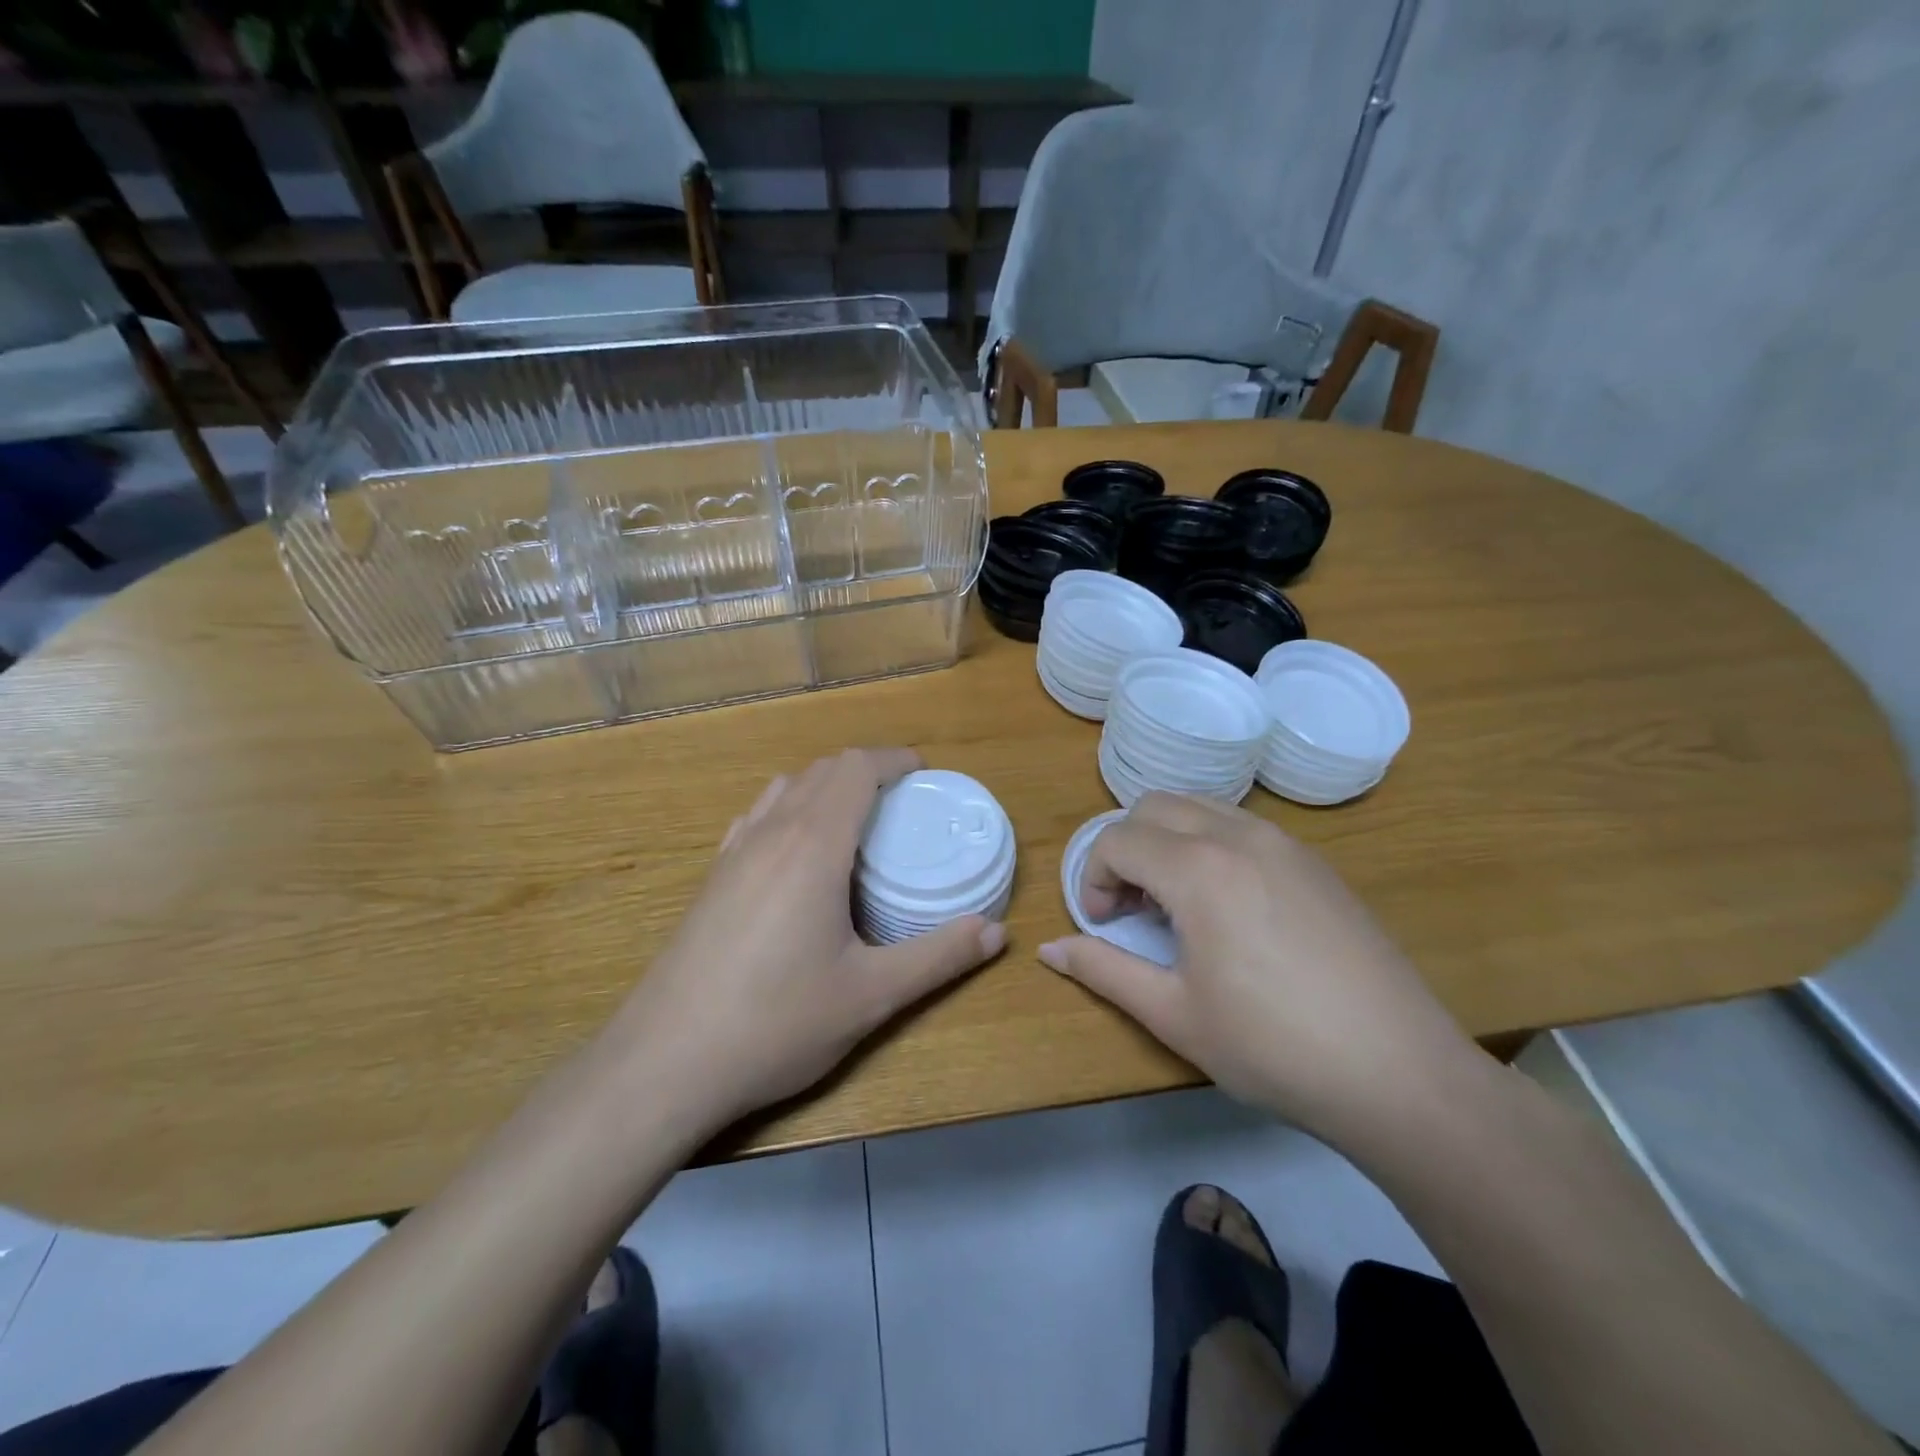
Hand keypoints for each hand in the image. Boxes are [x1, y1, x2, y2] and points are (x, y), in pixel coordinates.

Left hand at [617, 748, 1005, 1130]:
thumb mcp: (871, 996)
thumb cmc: (776, 1023)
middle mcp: (770, 833)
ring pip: (785, 789)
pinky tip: (797, 856)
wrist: (664, 1063)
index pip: (856, 768)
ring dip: (826, 788)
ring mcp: (733, 853)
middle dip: (866, 771)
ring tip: (856, 824)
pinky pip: (757, 818)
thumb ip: (938, 958)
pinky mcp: (711, 879)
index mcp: (813, 846)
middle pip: (822, 770)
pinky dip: (790, 812)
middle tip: (903, 803)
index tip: (925, 775)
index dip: (894, 760)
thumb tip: (997, 932)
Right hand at [1038, 793, 1484, 1148]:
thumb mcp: (1174, 1015)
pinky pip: (1242, 826)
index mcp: (1198, 869)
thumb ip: (1104, 970)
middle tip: (1131, 909)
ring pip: (1200, 807)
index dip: (1092, 878)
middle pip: (1154, 806)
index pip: (1117, 839)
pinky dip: (1210, 845)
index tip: (1100, 924)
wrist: (1400, 1073)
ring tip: (1176, 905)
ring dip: (1168, 841)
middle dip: (1125, 848)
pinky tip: (1228, 908)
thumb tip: (1049, 949)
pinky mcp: (1316, 862)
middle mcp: (1239, 836)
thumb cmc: (1272, 1047)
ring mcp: (1285, 843)